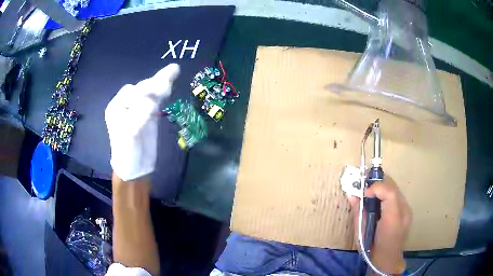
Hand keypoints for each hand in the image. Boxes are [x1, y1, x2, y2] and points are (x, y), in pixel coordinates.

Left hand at [105, 64, 179, 180]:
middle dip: (155, 83)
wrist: (134, 168)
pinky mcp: (148, 115)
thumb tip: (152, 102)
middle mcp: (125, 105)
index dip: (143, 92)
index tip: (156, 95)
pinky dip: (163, 91)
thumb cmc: (127, 152)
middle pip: (141, 89)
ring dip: (161, 82)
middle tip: (171, 72)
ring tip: (173, 71)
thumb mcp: (129, 133)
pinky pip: (156, 99)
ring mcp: (137, 109)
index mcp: (116, 107)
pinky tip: (170, 82)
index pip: (130, 92)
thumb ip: (139, 115)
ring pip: (150, 92)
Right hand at [348, 175, 412, 274]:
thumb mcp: (361, 233)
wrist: (387, 260)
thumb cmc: (372, 249)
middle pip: (393, 187)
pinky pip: (396, 195)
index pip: (389, 193)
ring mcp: (407, 211)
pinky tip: (379, 199)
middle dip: (378, 183)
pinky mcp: (407, 211)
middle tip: (364, 185)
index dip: (375, 187)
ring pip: (395, 189)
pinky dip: (386, 193)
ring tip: (370, 191)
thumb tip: (351, 194)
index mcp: (392, 221)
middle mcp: (404, 212)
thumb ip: (358, 212)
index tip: (363, 192)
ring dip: (382, 187)